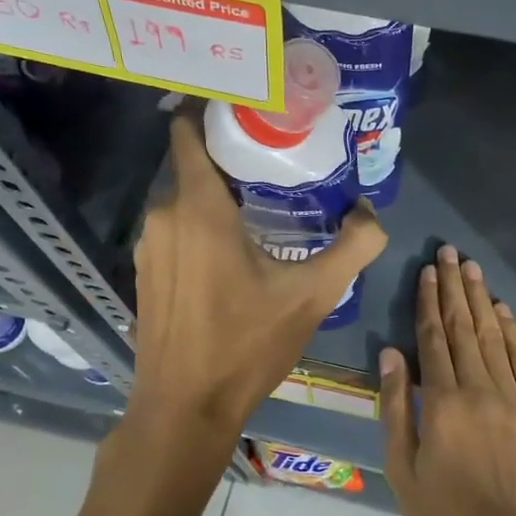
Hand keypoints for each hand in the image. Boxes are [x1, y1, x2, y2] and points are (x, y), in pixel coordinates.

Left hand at [124, 112, 385, 483]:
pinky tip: (231, 249)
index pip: (188, 130)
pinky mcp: (143, 272)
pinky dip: (198, 224)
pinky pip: (173, 228)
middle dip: (230, 156)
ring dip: (215, 194)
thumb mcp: (312, 294)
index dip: (213, 111)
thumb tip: (372, 214)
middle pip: (193, 164)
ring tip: (260, 201)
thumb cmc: (245, 344)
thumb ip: (352, 248)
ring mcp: (147, 245)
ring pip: (182, 198)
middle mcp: (163, 215)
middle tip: (275, 158)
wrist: (184, 408)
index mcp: (198, 207)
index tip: (250, 108)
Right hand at [380, 245, 515, 515]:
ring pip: (493, 335)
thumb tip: (390, 353)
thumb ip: (395, 407)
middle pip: (463, 327)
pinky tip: (502, 310)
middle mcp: (478, 388)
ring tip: (471, 268)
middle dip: (454, 287)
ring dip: (480, 299)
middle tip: (450, 252)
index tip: (427, 271)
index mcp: (441, 402)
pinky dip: (512, 331)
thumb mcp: (402, 468)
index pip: (432, 338)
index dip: (428, 301)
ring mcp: (513, 397)